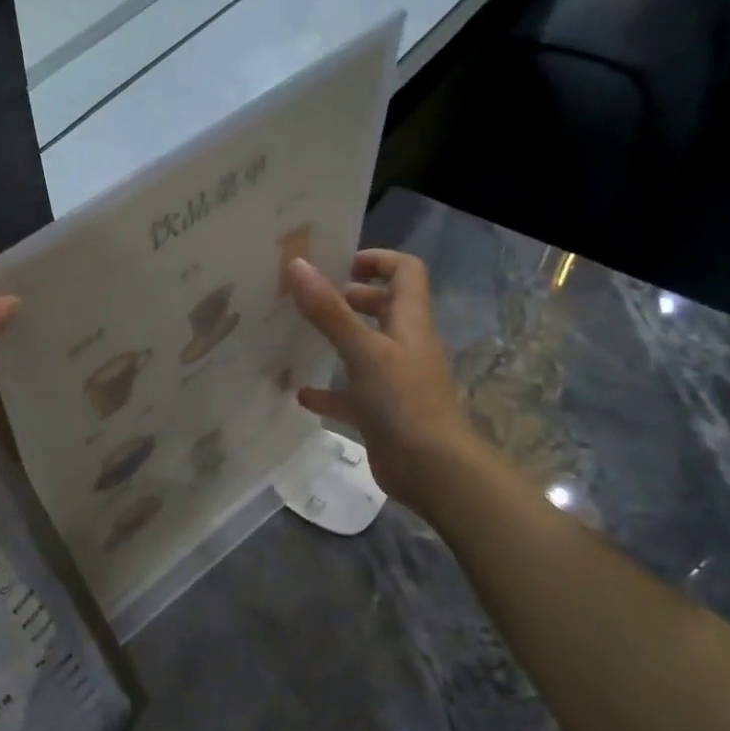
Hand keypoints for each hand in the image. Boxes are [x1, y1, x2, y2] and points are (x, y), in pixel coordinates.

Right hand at [285, 251, 480, 513]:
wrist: (432, 470)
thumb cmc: (403, 402)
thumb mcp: (364, 351)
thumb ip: (329, 311)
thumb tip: (297, 265)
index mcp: (409, 322)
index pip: (405, 272)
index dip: (376, 260)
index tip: (337, 265)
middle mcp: (404, 345)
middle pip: (382, 307)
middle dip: (348, 298)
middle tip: (309, 300)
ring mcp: (394, 380)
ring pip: (364, 350)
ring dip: (335, 342)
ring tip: (297, 337)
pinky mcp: (381, 412)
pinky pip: (351, 394)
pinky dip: (328, 391)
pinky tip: (300, 394)